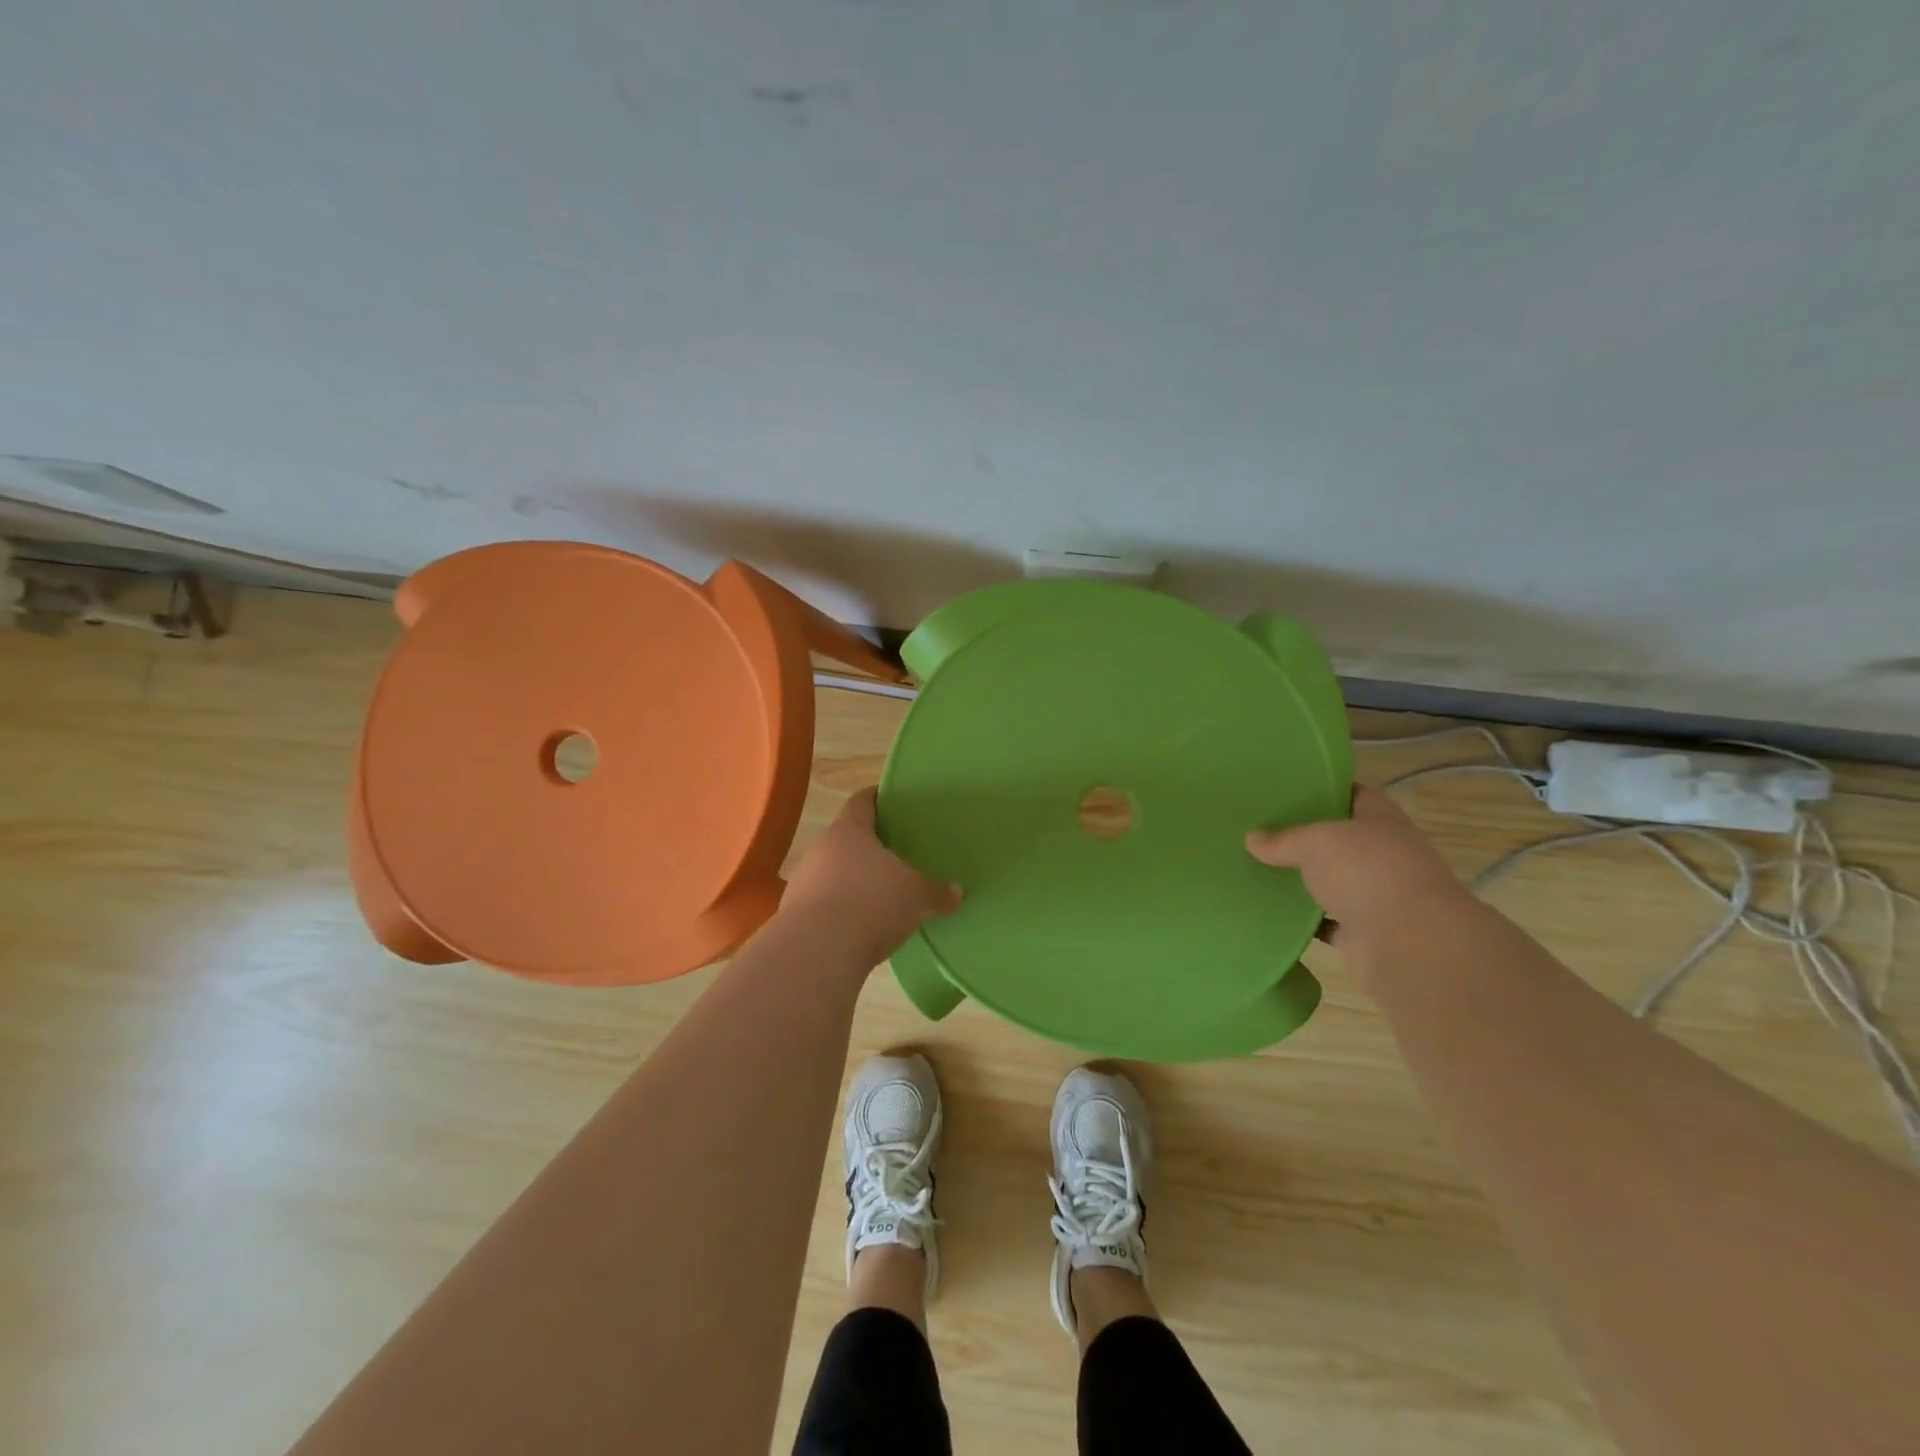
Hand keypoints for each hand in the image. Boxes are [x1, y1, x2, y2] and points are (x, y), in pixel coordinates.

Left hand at [780, 788, 961, 964]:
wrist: (816, 952)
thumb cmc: (870, 903)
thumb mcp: (915, 896)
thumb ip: (936, 892)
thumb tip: (956, 892)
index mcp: (850, 831)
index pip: (862, 802)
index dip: (878, 798)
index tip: (892, 801)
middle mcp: (821, 849)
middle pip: (847, 839)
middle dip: (869, 847)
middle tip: (896, 854)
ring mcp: (803, 882)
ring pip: (833, 873)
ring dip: (852, 881)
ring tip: (879, 895)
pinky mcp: (794, 915)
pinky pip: (824, 904)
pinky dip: (841, 910)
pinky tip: (859, 926)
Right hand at [1245, 787, 1466, 948]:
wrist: (1410, 943)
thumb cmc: (1368, 872)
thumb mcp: (1317, 842)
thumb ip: (1284, 839)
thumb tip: (1251, 839)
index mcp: (1381, 820)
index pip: (1352, 794)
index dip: (1323, 789)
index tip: (1287, 790)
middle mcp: (1384, 854)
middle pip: (1340, 840)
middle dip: (1306, 837)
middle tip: (1263, 829)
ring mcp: (1377, 895)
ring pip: (1333, 881)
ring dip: (1306, 880)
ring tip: (1261, 868)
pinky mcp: (1364, 931)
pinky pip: (1327, 921)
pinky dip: (1305, 919)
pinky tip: (1274, 911)